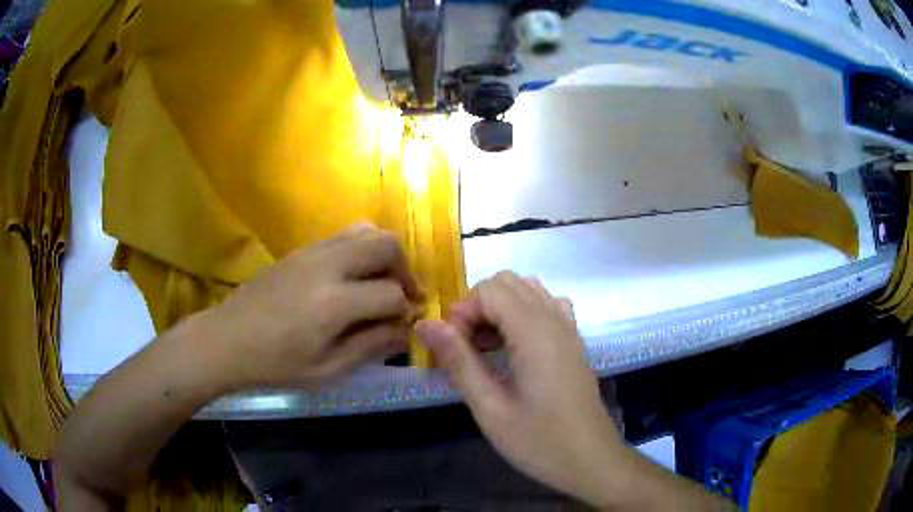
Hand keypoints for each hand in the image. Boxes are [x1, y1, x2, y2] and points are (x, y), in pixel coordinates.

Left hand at [210, 224, 422, 387]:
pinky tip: (352, 278)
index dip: (406, 310)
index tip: (407, 325)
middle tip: (403, 296)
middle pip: (386, 245)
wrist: (227, 339)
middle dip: (405, 270)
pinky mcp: (300, 248)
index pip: (391, 294)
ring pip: (366, 230)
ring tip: (381, 282)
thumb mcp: (326, 369)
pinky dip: (361, 250)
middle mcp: (327, 266)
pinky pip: (343, 235)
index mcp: (334, 302)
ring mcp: (312, 251)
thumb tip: (406, 331)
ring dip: (384, 255)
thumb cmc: (275, 364)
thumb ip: (370, 346)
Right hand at [416, 272, 623, 505]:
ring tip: (488, 349)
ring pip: (528, 290)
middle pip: (507, 282)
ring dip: (500, 309)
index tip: (454, 350)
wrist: (591, 460)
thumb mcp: (490, 408)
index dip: (463, 312)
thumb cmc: (539, 441)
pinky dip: (524, 314)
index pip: (489, 290)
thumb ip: (458, 361)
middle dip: (478, 307)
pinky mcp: (574, 341)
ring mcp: (569, 328)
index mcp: (534, 332)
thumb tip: (425, 324)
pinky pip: (547, 306)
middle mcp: (554, 319)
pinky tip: (517, 348)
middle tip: (467, 349)